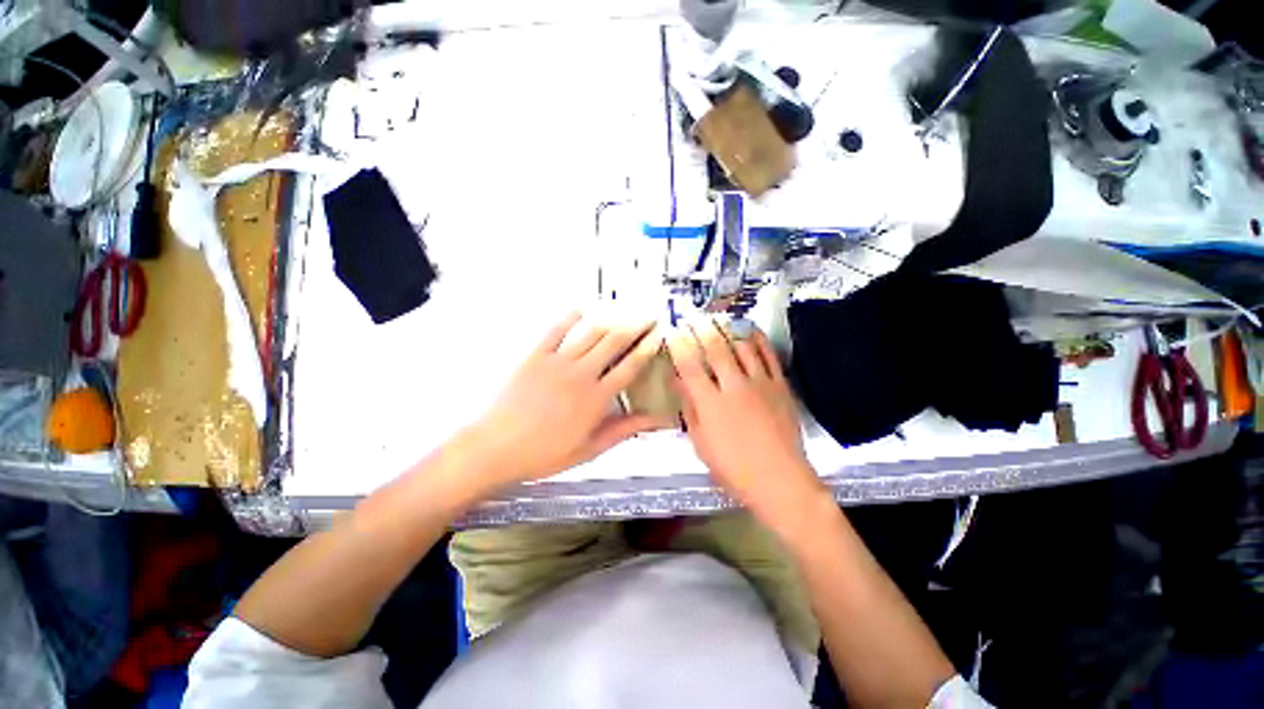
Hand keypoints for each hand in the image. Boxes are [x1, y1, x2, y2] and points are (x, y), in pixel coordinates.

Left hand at [463, 312, 666, 486]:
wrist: (497, 448)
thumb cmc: (545, 454)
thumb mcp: (590, 449)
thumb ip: (623, 430)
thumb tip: (655, 420)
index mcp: (597, 398)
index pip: (629, 367)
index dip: (646, 349)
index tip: (658, 335)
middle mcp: (581, 374)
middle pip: (614, 343)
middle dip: (634, 327)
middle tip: (648, 317)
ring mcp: (558, 362)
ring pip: (590, 334)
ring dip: (610, 321)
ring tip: (624, 312)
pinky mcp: (536, 356)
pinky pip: (555, 331)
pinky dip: (569, 318)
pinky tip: (579, 311)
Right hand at [666, 318, 825, 525]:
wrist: (780, 480)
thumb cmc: (733, 468)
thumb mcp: (701, 443)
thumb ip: (689, 409)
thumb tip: (679, 382)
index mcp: (710, 403)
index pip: (690, 366)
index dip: (679, 345)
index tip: (672, 331)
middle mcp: (733, 386)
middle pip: (715, 348)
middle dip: (702, 328)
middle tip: (694, 316)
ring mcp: (759, 383)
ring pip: (742, 346)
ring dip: (728, 329)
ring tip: (719, 318)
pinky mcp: (780, 386)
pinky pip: (768, 355)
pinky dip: (758, 340)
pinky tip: (750, 330)